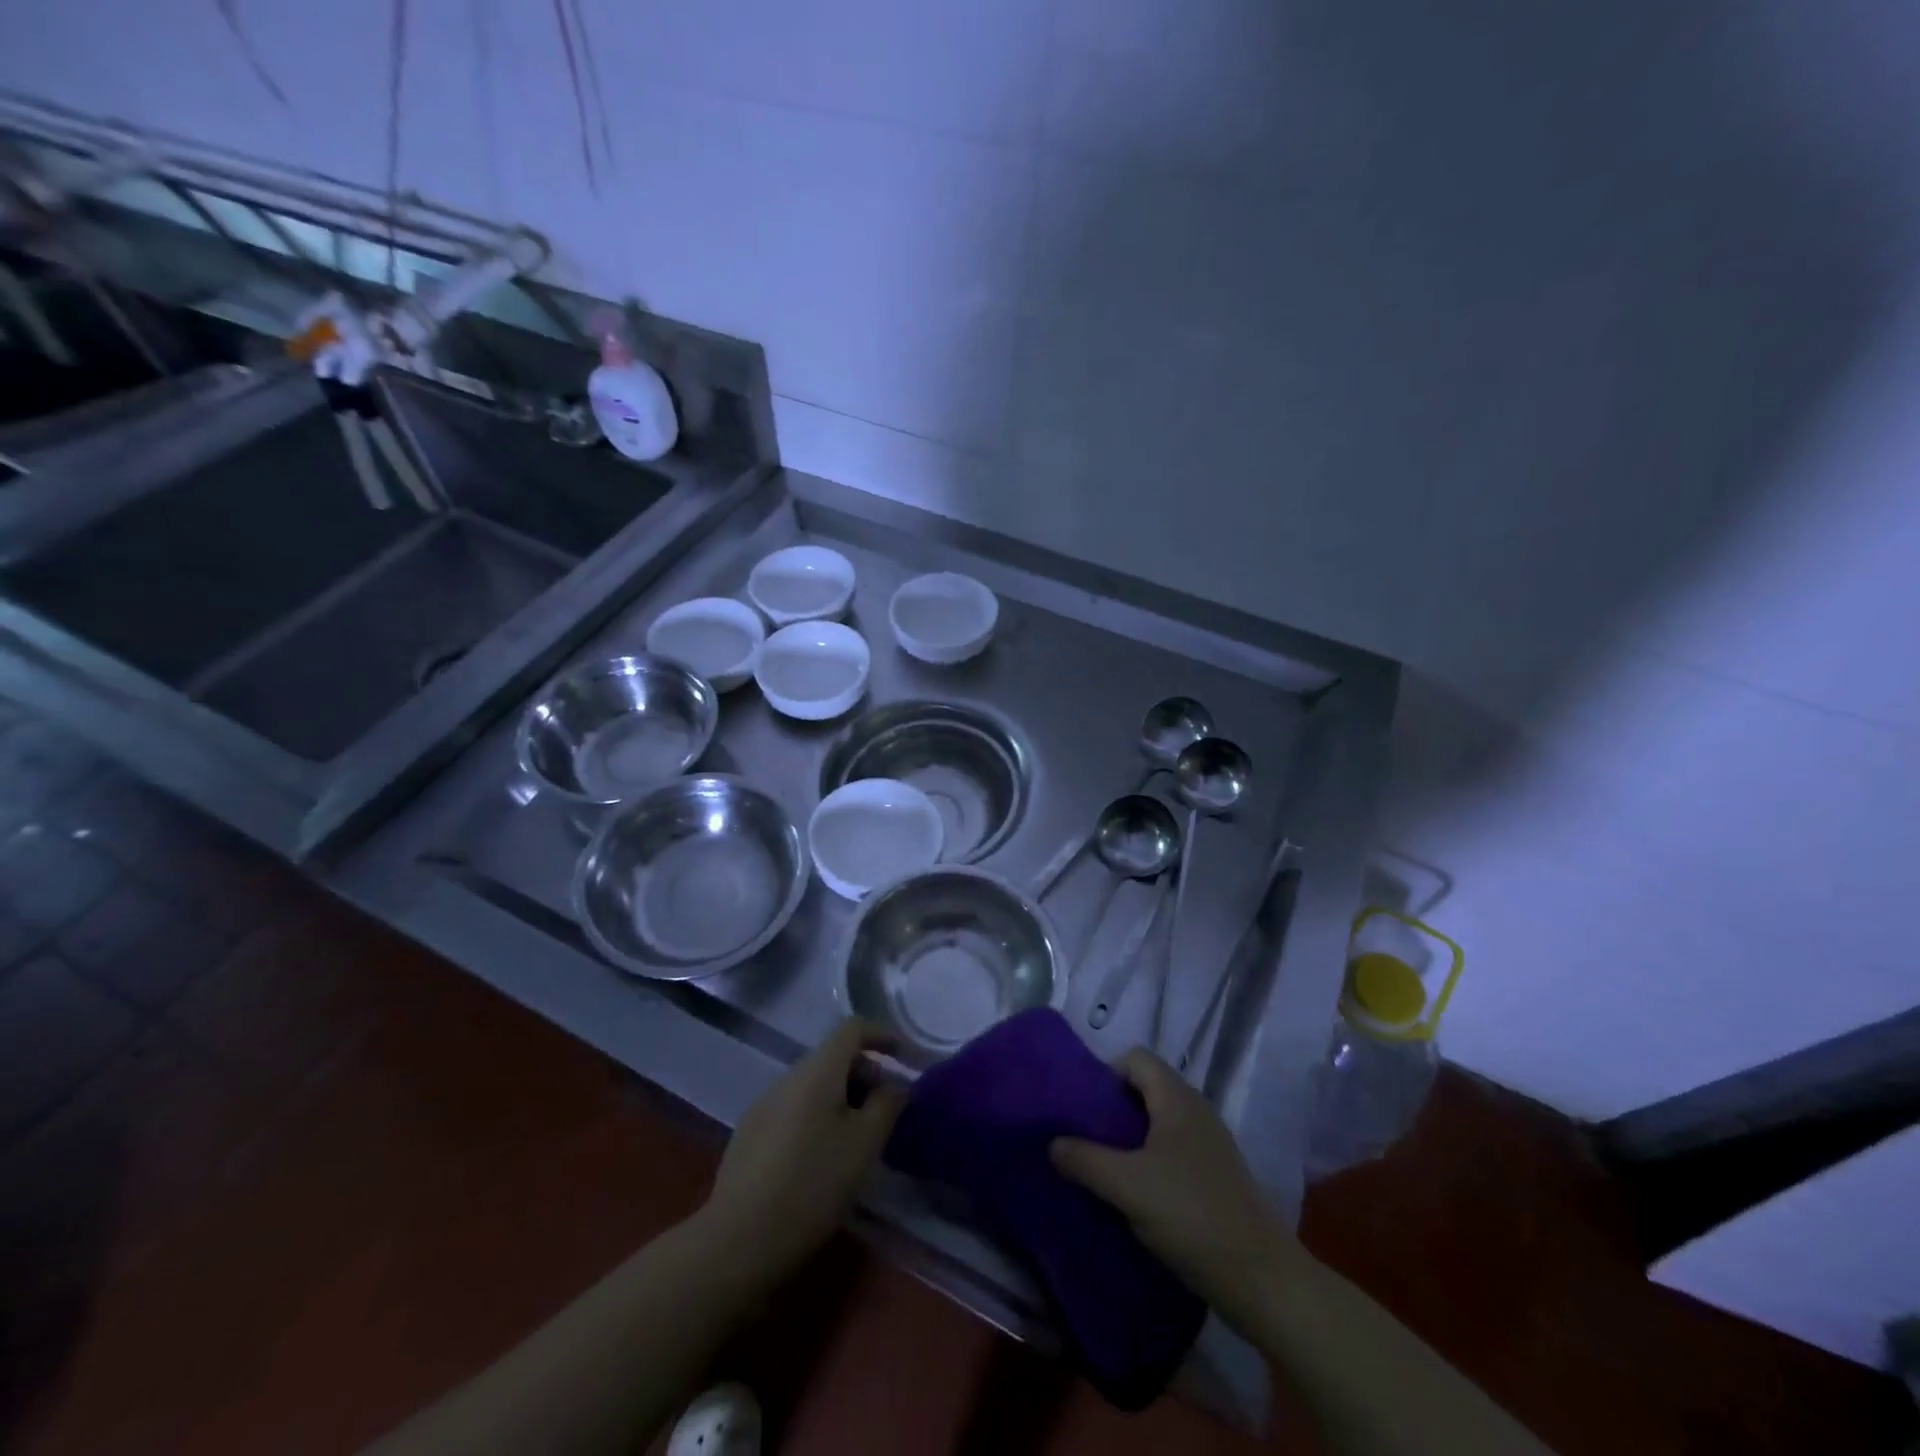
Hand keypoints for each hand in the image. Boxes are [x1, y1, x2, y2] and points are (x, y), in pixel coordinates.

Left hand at [701, 1019, 904, 1279]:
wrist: (737, 1242)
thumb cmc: (811, 1186)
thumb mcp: (864, 1146)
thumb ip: (887, 1106)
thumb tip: (895, 1085)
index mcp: (816, 1071)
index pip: (852, 1029)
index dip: (882, 1035)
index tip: (905, 1056)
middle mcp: (786, 1078)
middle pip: (833, 1058)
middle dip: (866, 1074)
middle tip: (888, 1110)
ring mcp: (762, 1107)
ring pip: (813, 1086)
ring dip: (842, 1098)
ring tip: (859, 1138)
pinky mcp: (749, 1136)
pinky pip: (794, 1109)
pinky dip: (818, 1117)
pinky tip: (823, 1158)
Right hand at [1050, 1048, 1300, 1334]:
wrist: (1260, 1278)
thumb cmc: (1190, 1215)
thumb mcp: (1126, 1186)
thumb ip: (1084, 1159)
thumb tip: (1052, 1142)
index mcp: (1177, 1098)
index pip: (1135, 1058)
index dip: (1106, 1073)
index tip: (1083, 1107)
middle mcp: (1196, 1110)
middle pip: (1146, 1088)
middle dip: (1112, 1108)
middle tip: (1085, 1137)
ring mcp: (1210, 1144)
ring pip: (1159, 1122)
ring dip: (1130, 1137)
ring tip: (1103, 1167)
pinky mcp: (1216, 1176)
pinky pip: (1173, 1150)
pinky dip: (1150, 1160)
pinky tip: (1135, 1194)